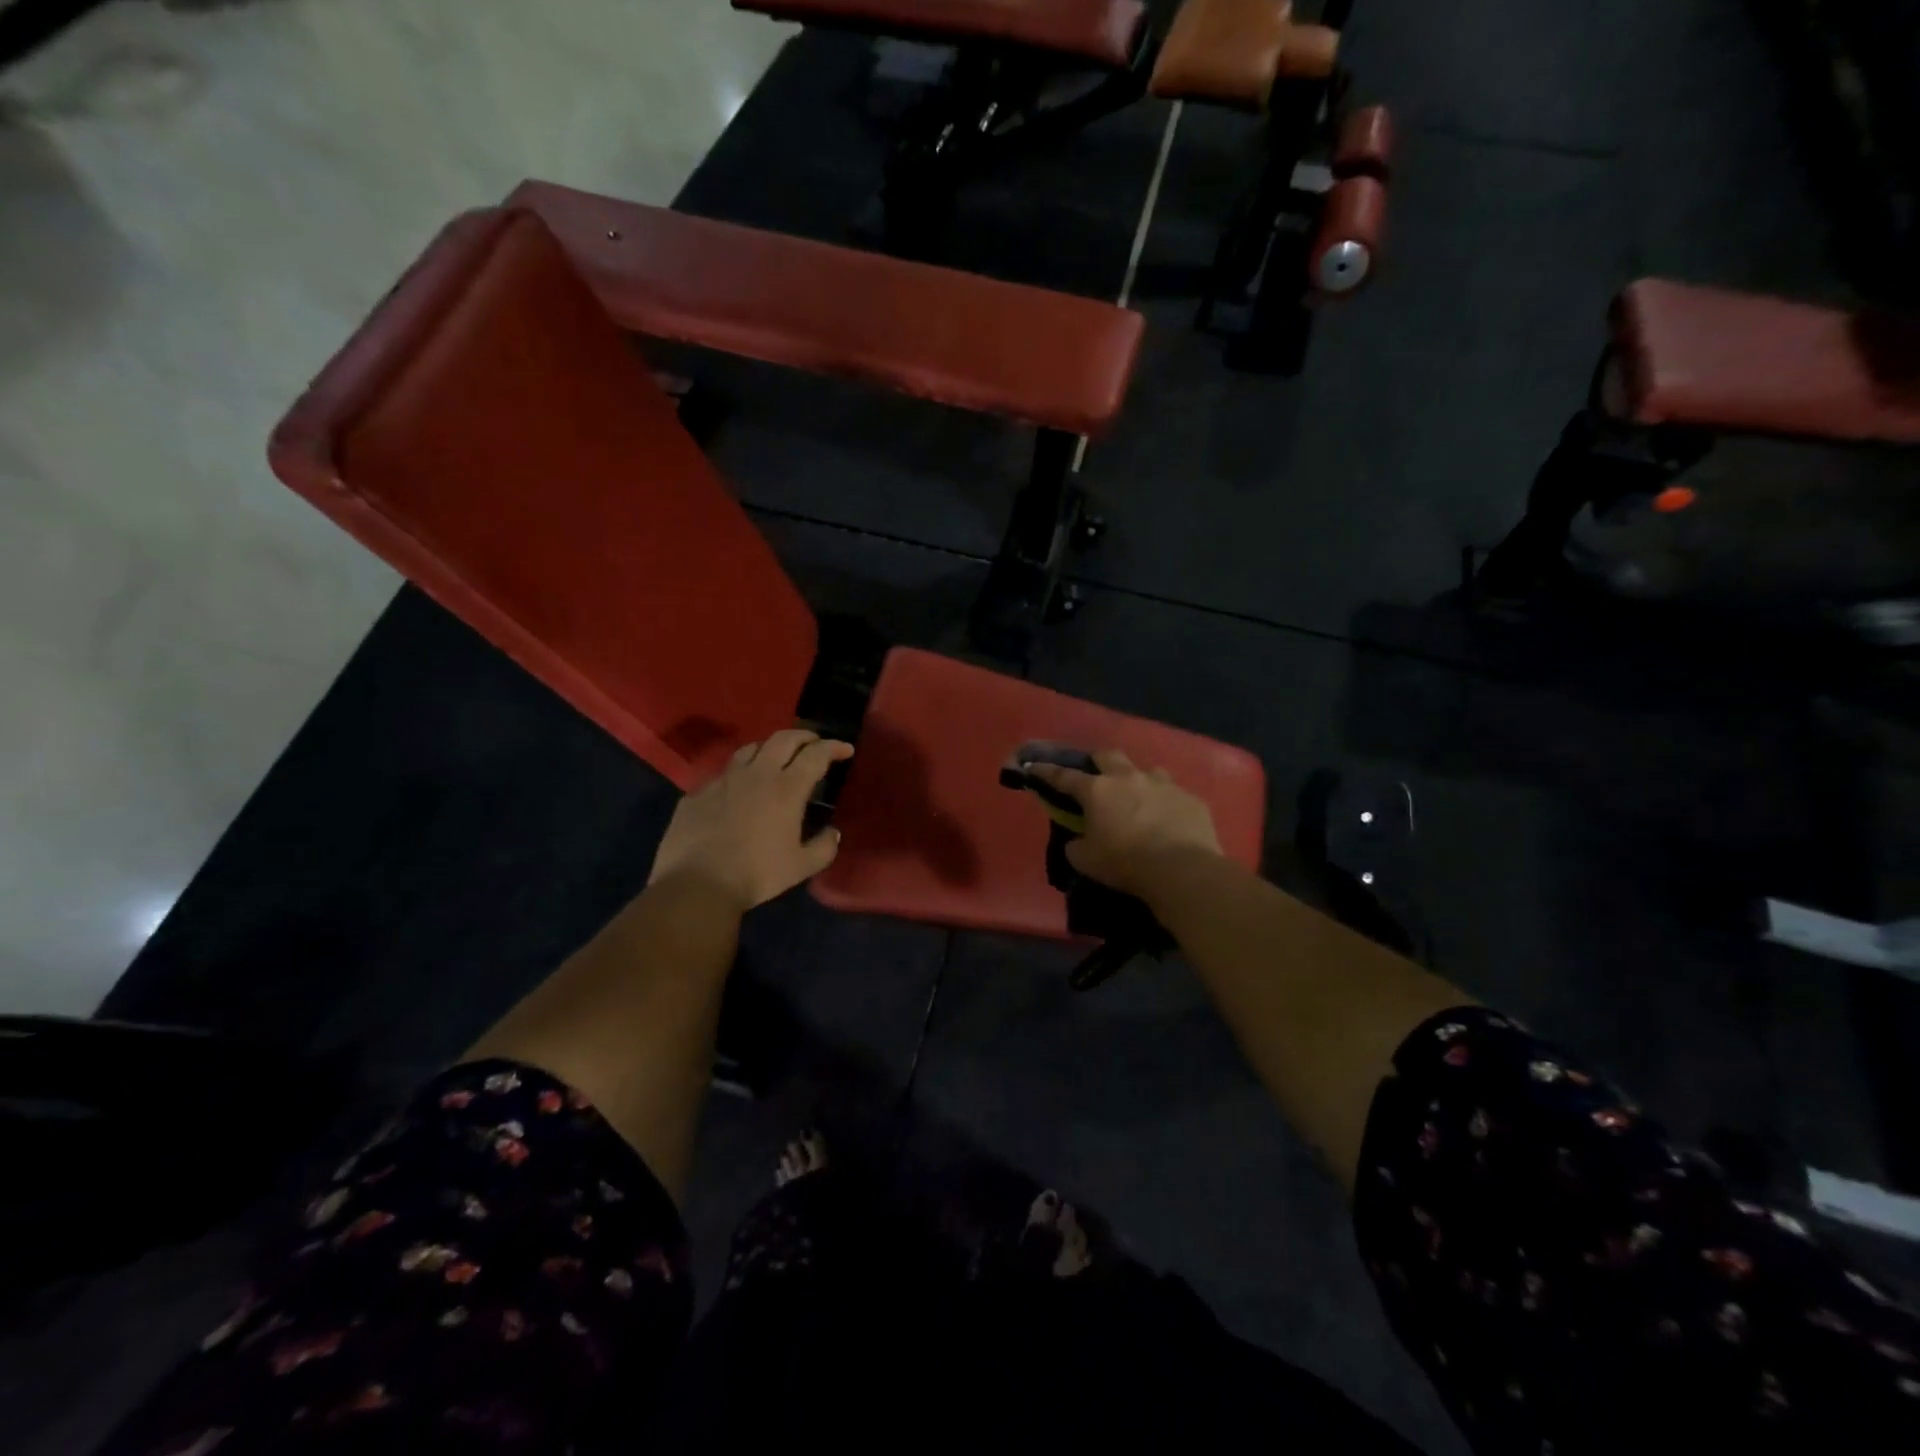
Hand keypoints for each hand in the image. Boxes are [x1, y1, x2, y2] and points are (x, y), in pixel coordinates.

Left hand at [649, 730, 853, 911]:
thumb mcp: (801, 867)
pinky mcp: (699, 792)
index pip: (816, 755)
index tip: (845, 750)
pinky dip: (739, 774)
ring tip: (777, 757)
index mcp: (787, 788)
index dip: (833, 747)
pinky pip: (724, 774)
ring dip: (770, 747)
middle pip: (784, 739)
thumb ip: (824, 847)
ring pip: (751, 748)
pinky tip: (739, 789)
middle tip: (815, 743)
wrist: (697, 884)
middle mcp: (757, 774)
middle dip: (804, 736)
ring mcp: (724, 780)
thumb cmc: (757, 874)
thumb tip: (832, 833)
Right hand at [1028, 749, 1221, 898]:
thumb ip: (1077, 845)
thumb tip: (1078, 840)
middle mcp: (1129, 778)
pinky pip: (1174, 794)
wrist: (1181, 870)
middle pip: (1108, 755)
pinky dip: (1165, 802)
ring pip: (1146, 770)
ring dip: (1138, 779)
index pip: (1064, 776)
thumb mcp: (1087, 861)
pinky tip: (1168, 818)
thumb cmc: (1126, 864)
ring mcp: (1163, 785)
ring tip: (1138, 794)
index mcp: (1098, 791)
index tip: (1034, 766)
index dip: (1046, 770)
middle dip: (1098, 760)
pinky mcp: (1190, 798)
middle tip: (1096, 773)